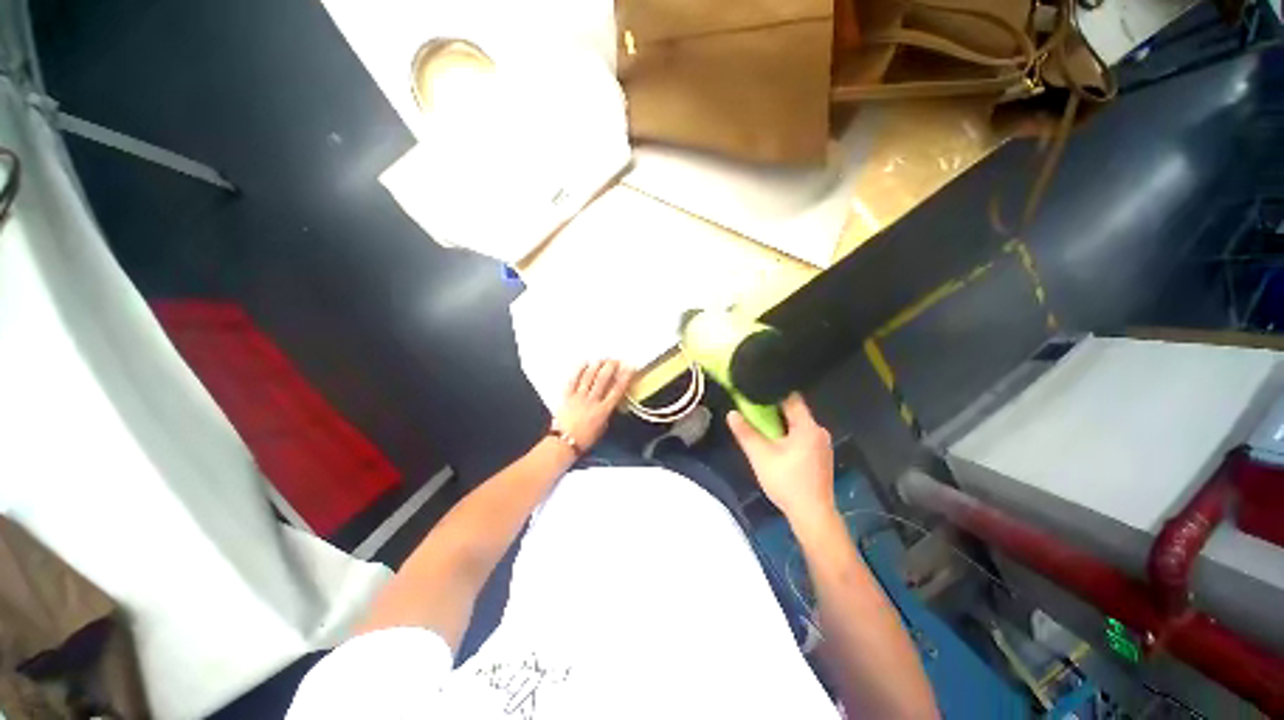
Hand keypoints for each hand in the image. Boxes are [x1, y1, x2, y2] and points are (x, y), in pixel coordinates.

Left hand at [553, 360, 634, 450]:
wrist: (564, 443)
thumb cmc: (585, 439)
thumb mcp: (602, 428)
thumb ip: (607, 413)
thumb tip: (610, 402)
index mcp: (603, 411)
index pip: (617, 390)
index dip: (625, 377)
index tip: (629, 367)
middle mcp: (592, 401)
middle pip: (603, 380)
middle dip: (610, 367)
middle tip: (615, 360)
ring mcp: (578, 397)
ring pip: (589, 377)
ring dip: (596, 366)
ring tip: (602, 358)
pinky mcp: (567, 396)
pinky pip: (573, 380)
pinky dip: (578, 370)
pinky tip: (583, 362)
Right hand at [727, 393, 834, 527]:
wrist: (812, 515)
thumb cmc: (787, 482)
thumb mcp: (760, 456)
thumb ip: (746, 433)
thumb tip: (732, 413)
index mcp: (808, 427)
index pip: (791, 398)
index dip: (772, 394)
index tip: (755, 394)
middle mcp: (819, 431)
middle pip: (794, 412)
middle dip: (773, 412)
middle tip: (754, 415)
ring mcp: (822, 445)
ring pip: (797, 426)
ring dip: (780, 425)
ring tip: (762, 431)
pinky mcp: (821, 456)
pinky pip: (802, 437)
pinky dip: (789, 436)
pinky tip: (777, 447)